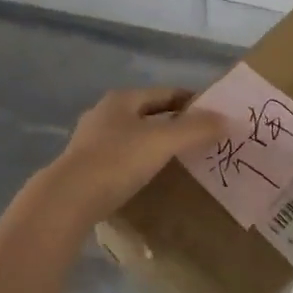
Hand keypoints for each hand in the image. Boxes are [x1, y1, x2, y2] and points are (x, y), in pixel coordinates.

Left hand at [35, 87, 223, 228]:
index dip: (190, 101)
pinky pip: (120, 158)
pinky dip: (138, 162)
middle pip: (147, 113)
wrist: (67, 200)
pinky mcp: (84, 167)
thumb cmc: (117, 161)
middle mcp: (104, 113)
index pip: (164, 93)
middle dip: (173, 123)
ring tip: (178, 160)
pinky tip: (147, 178)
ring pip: (132, 136)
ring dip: (154, 144)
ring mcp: (90, 140)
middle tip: (200, 139)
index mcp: (122, 99)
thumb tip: (226, 119)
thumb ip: (194, 129)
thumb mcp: (161, 142)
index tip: (212, 116)